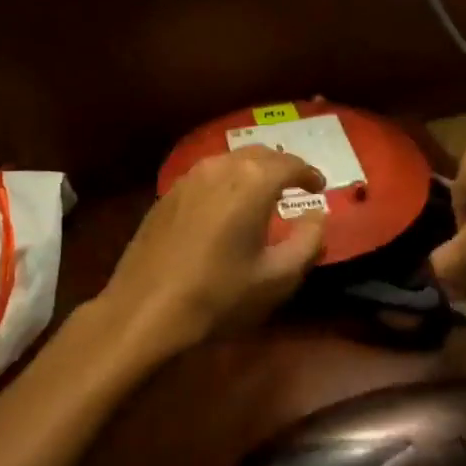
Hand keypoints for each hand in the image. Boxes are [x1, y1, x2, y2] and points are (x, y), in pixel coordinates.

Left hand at [95, 148, 327, 360]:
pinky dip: (228, 181)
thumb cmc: (219, 295)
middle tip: (296, 185)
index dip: (310, 173)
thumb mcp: (278, 277)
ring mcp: (189, 178)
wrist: (145, 310)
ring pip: (231, 160)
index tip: (320, 187)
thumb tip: (317, 215)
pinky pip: (208, 174)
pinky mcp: (168, 194)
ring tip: (264, 193)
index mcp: (253, 182)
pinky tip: (227, 205)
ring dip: (253, 171)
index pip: (291, 163)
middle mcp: (221, 167)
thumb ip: (309, 241)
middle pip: (260, 155)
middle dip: (282, 167)